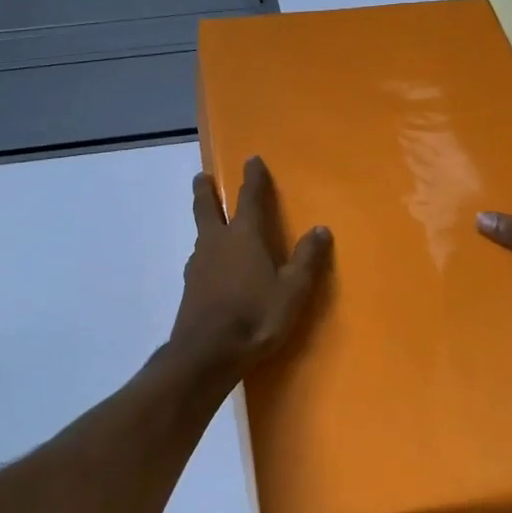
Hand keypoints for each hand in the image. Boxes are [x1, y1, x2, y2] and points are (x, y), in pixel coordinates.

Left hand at [169, 156, 331, 378]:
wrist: (207, 353)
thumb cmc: (255, 316)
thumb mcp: (292, 290)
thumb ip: (307, 259)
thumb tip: (321, 229)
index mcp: (244, 236)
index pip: (249, 198)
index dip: (253, 178)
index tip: (251, 159)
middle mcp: (217, 242)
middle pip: (207, 207)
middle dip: (206, 190)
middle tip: (202, 177)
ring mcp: (198, 265)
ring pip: (201, 233)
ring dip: (204, 221)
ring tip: (210, 222)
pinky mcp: (190, 287)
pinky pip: (199, 259)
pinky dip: (205, 252)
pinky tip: (209, 265)